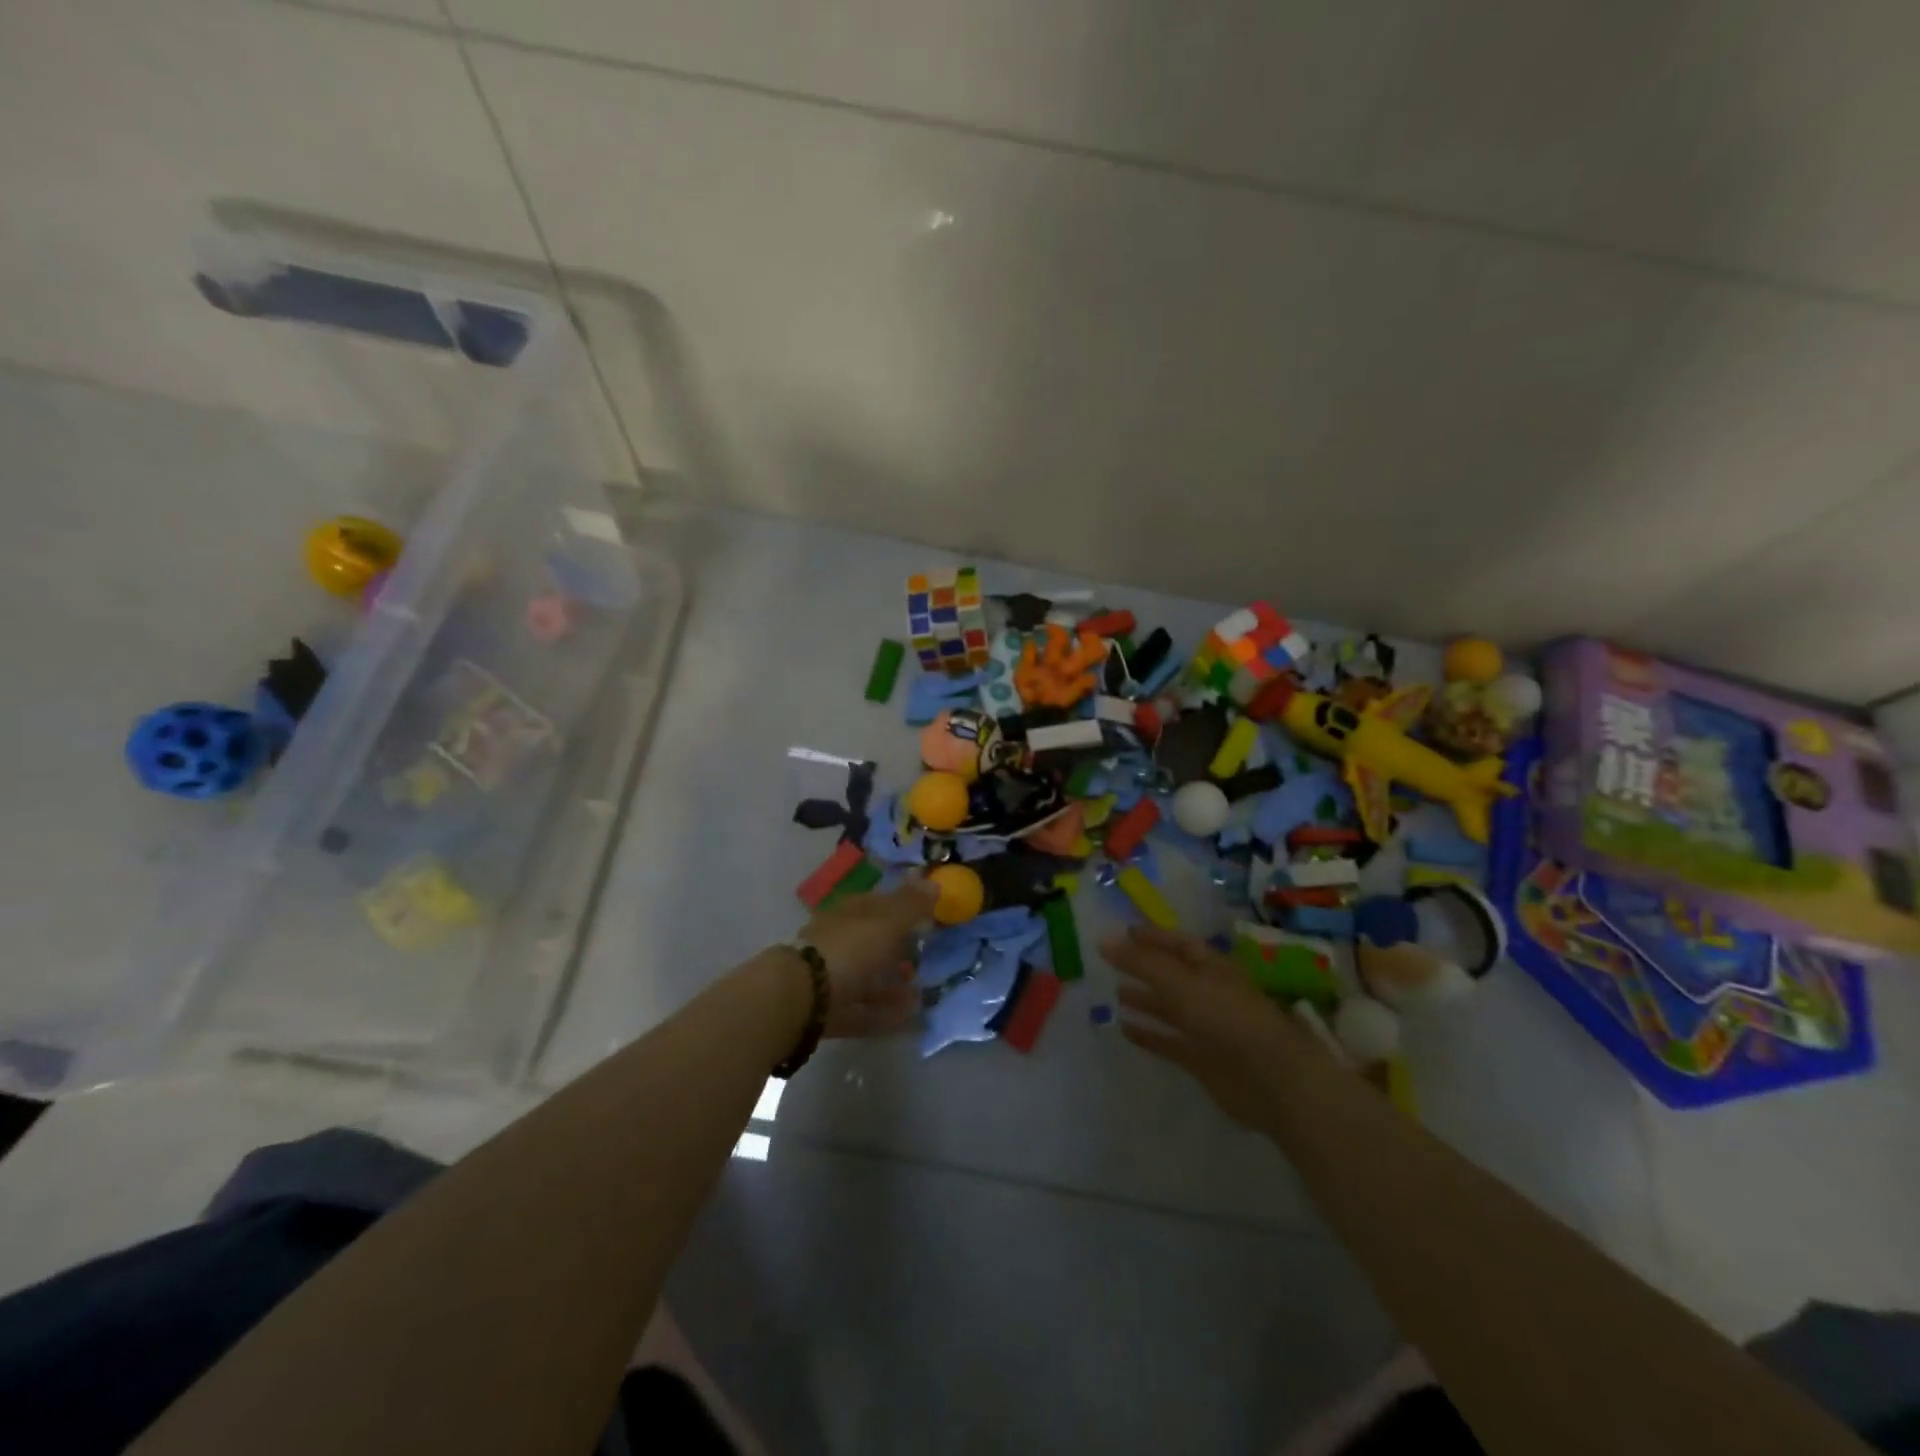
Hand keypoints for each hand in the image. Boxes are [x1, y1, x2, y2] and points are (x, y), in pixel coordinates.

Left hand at [801, 879, 938, 1036]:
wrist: (802, 998)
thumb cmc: (849, 950)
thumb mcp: (887, 922)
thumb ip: (911, 905)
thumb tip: (933, 881)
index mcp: (848, 913)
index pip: (878, 903)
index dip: (903, 908)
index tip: (928, 918)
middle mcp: (837, 940)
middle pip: (872, 942)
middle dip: (899, 950)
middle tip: (927, 959)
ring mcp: (830, 976)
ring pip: (867, 977)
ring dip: (894, 985)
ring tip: (922, 994)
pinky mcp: (829, 1010)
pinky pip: (864, 1009)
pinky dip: (886, 1013)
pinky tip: (910, 1019)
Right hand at [1104, 925, 1320, 1128]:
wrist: (1270, 1078)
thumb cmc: (1226, 1016)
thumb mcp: (1178, 982)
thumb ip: (1140, 962)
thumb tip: (1103, 939)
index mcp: (1211, 966)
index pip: (1178, 943)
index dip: (1153, 936)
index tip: (1125, 932)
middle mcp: (1209, 992)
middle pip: (1172, 974)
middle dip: (1144, 967)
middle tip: (1110, 962)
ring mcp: (1207, 1027)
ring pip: (1170, 1008)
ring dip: (1144, 1000)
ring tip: (1114, 993)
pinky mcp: (1202, 1060)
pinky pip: (1169, 1041)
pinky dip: (1148, 1035)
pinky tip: (1124, 1029)